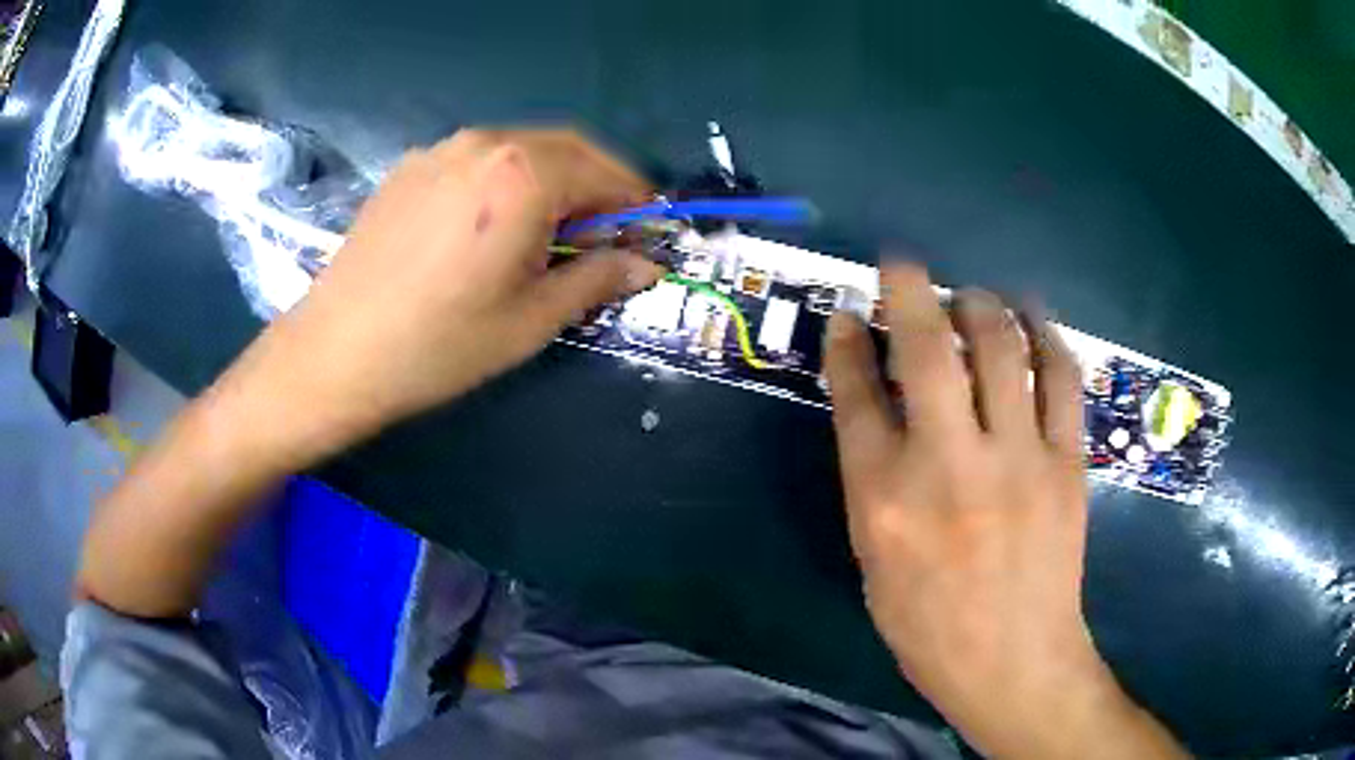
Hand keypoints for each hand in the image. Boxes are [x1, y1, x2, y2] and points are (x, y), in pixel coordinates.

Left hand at [75, 129, 663, 617]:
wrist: (334, 354)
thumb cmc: (439, 345)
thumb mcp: (531, 320)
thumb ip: (597, 278)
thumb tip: (647, 264)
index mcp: (523, 174)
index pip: (605, 171)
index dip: (636, 201)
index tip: (649, 231)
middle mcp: (484, 143)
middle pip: (566, 147)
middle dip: (599, 183)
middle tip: (609, 232)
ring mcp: (440, 151)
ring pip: (521, 148)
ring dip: (553, 178)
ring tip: (554, 229)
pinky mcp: (410, 168)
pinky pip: (477, 160)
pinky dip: (507, 179)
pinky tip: (495, 224)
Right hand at [824, 263, 1185, 758]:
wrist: (1014, 661)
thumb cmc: (929, 626)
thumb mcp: (874, 561)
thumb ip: (872, 480)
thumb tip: (878, 409)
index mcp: (884, 500)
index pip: (856, 395)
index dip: (846, 343)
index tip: (846, 311)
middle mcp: (948, 465)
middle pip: (927, 349)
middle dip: (909, 289)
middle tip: (904, 264)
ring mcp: (1016, 459)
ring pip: (1001, 347)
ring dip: (980, 304)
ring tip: (972, 296)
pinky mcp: (1066, 462)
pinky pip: (1061, 377)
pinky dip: (1046, 336)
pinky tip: (1034, 319)